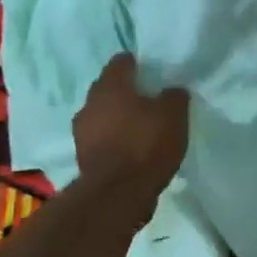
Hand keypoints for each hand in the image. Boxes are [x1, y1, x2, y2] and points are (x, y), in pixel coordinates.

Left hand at [72, 54, 188, 199]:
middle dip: (127, 92)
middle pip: (109, 89)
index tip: (153, 74)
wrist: (117, 195)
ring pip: (103, 115)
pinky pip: (101, 140)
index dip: (138, 65)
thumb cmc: (145, 145)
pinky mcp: (82, 157)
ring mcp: (82, 132)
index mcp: (110, 85)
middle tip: (150, 101)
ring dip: (118, 119)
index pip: (121, 61)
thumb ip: (174, 96)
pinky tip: (132, 151)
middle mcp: (90, 103)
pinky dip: (114, 141)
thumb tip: (172, 90)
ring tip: (142, 129)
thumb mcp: (174, 115)